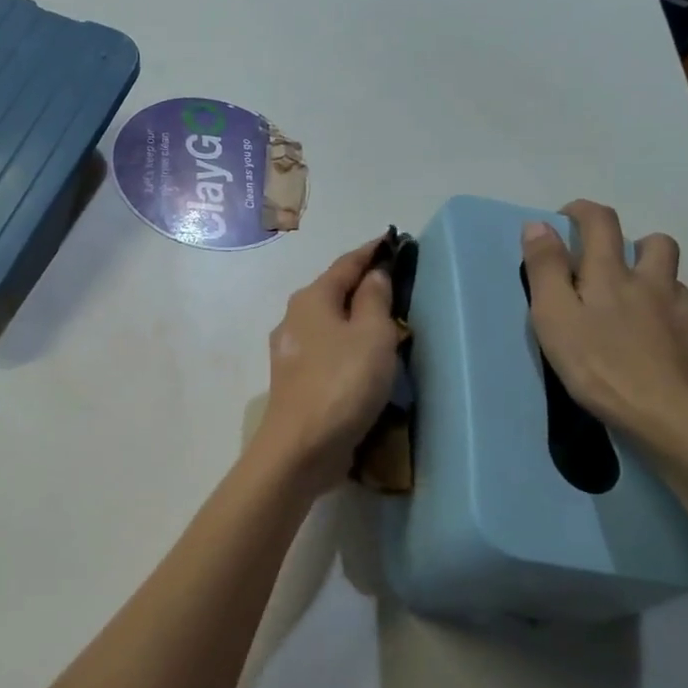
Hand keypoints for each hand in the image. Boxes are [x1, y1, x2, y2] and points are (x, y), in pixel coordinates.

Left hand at [252, 238, 401, 493]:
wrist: (301, 446)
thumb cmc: (342, 383)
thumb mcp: (372, 334)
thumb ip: (375, 298)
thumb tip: (374, 273)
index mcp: (312, 298)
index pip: (346, 263)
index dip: (371, 251)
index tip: (393, 241)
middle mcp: (294, 318)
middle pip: (334, 291)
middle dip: (363, 284)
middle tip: (397, 283)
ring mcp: (290, 350)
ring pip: (329, 322)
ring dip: (354, 317)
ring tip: (386, 321)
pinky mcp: (295, 379)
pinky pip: (327, 349)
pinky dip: (347, 344)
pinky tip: (363, 357)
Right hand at [521, 200, 687, 465]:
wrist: (679, 421)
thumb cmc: (602, 369)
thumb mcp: (555, 319)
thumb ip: (546, 270)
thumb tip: (538, 225)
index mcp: (613, 276)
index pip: (601, 223)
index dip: (583, 212)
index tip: (567, 217)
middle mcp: (657, 284)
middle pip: (656, 244)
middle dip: (635, 244)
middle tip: (614, 270)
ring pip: (677, 285)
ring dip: (658, 288)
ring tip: (640, 318)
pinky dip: (678, 327)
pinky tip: (667, 354)